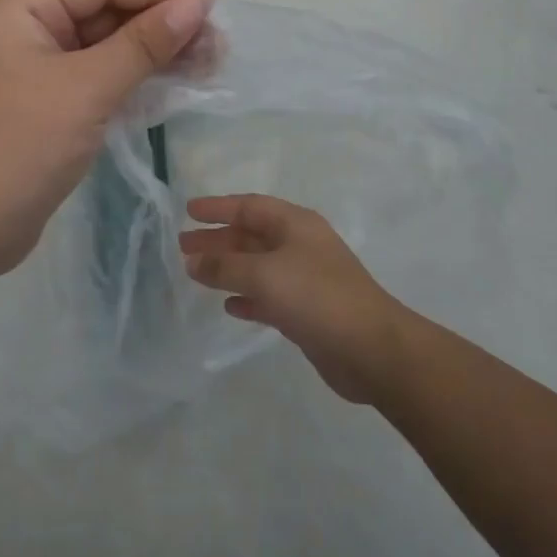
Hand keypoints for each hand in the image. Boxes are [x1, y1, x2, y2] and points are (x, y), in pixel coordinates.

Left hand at [0, 0, 211, 277]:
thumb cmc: (19, 146)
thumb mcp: (86, 89)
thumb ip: (143, 44)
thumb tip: (195, 6)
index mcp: (20, 9)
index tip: (210, 8)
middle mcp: (25, 30)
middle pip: (102, 9)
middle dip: (159, 22)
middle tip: (215, 44)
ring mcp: (34, 70)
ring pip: (103, 45)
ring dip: (152, 52)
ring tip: (207, 64)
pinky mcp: (46, 106)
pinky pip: (96, 78)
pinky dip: (133, 79)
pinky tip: (173, 85)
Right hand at [181, 195, 405, 403]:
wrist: (373, 350)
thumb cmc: (317, 297)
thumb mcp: (264, 274)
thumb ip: (225, 266)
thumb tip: (193, 261)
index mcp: (296, 225)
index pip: (250, 206)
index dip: (218, 207)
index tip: (188, 211)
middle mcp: (301, 246)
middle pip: (251, 235)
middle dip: (218, 239)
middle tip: (184, 246)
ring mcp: (305, 279)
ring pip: (258, 267)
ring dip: (228, 268)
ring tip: (196, 274)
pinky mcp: (307, 312)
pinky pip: (269, 296)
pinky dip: (248, 298)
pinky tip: (229, 307)